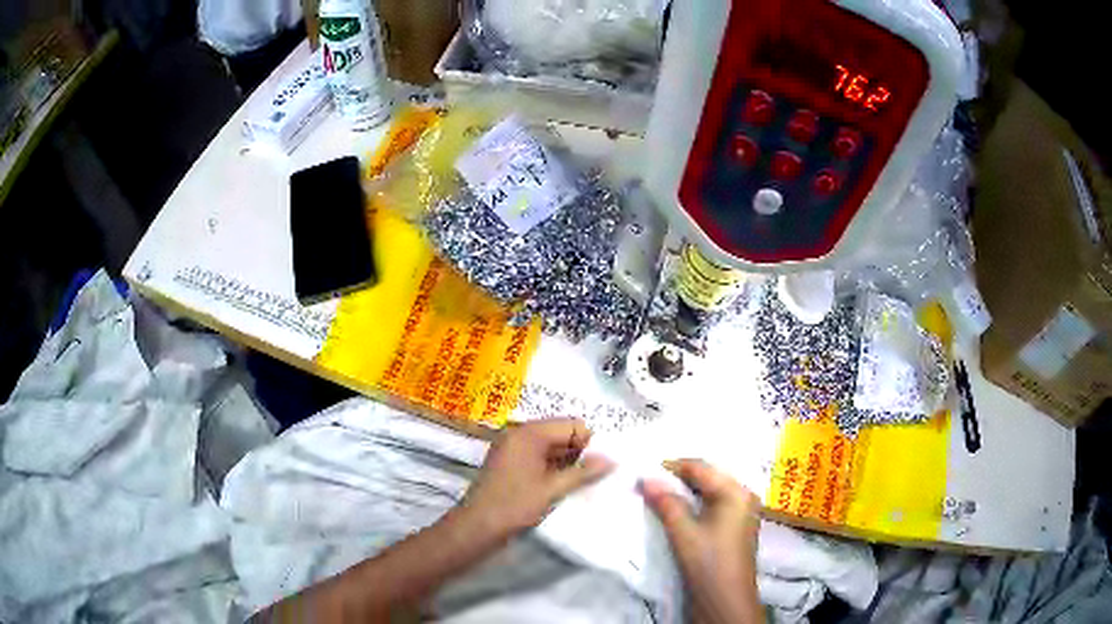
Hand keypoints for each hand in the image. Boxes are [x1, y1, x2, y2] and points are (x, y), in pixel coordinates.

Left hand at [460, 418, 613, 538]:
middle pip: (561, 433)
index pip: (571, 424)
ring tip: (584, 482)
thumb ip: (583, 472)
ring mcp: (512, 448)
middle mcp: (519, 434)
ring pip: (551, 447)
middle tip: (597, 474)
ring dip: (567, 462)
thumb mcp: (553, 489)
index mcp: (529, 433)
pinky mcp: (509, 463)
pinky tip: (564, 484)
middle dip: (580, 452)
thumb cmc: (515, 505)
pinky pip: (538, 457)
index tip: (601, 465)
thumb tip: (612, 459)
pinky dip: (553, 468)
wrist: (477, 527)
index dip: (589, 442)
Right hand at [640, 459, 763, 623]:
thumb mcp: (684, 532)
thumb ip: (665, 503)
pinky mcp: (735, 529)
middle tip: (649, 482)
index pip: (701, 468)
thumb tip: (644, 478)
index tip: (644, 471)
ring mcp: (742, 513)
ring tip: (658, 495)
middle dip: (678, 479)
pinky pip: (713, 507)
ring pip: (710, 493)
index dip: (672, 466)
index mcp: (736, 492)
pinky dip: (694, 506)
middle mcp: (743, 497)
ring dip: (685, 493)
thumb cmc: (708, 562)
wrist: (726, 601)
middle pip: (708, 478)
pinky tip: (676, 512)